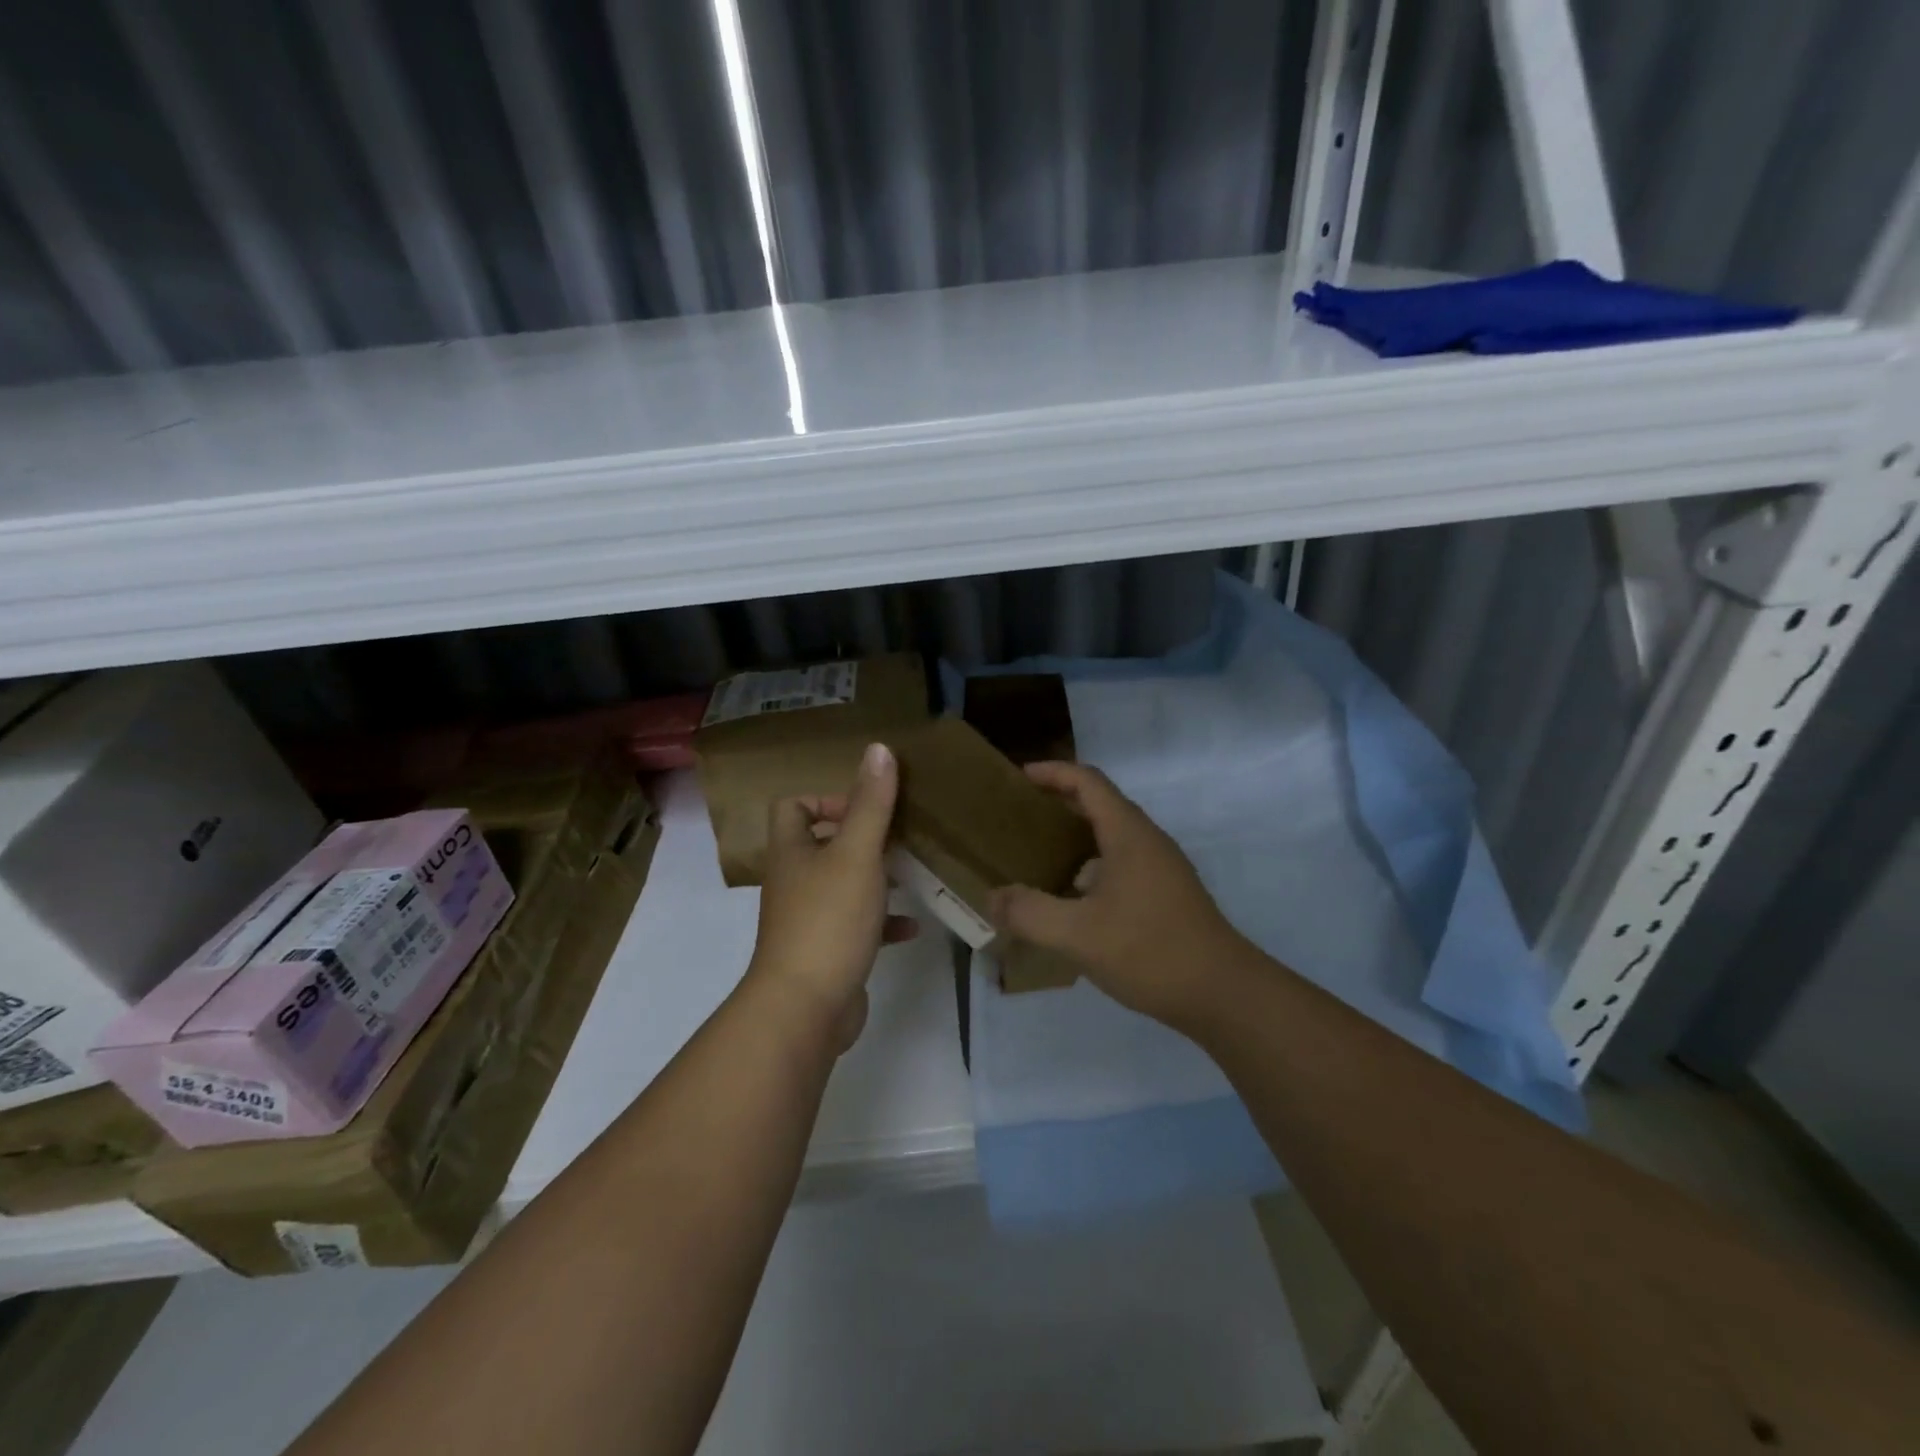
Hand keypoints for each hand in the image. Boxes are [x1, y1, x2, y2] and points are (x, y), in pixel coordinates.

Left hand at [747, 742, 915, 1053]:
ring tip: (912, 872)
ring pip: (843, 884)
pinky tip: (913, 924)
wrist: (806, 1008)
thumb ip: (870, 803)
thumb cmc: (828, 920)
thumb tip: (878, 748)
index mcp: (792, 851)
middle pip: (822, 844)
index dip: (827, 798)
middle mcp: (794, 881)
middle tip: (900, 836)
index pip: (793, 806)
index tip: (867, 809)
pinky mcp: (828, 951)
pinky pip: (858, 925)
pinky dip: (883, 920)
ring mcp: (808, 919)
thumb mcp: (856, 854)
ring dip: (876, 877)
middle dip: (862, 837)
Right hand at [989, 761, 1249, 1028]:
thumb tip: (992, 898)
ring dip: (1075, 836)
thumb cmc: (1150, 951)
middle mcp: (1147, 841)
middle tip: (1019, 816)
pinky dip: (1091, 866)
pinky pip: (1121, 863)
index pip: (1088, 781)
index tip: (1018, 777)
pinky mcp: (1166, 895)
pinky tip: (1072, 899)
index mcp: (1128, 834)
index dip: (1053, 772)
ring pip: (1112, 836)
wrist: (1223, 994)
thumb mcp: (1078, 934)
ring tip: (1038, 856)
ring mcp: (1161, 869)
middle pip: (1100, 804)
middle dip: (1059, 802)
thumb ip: (1030, 913)